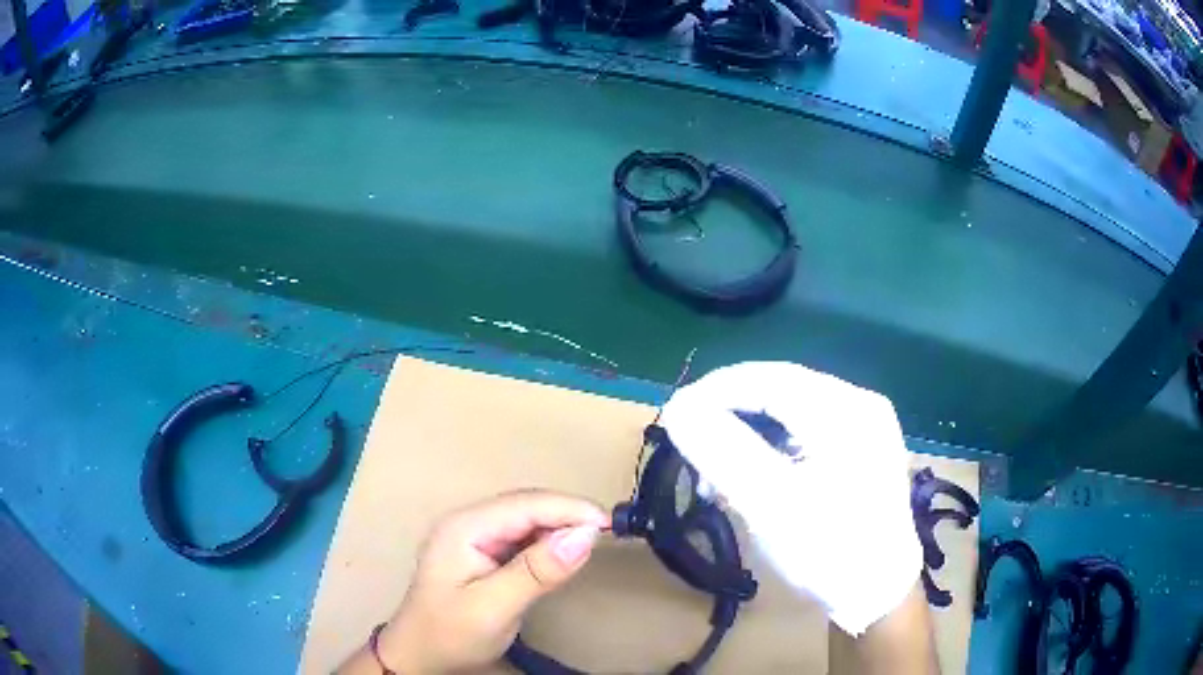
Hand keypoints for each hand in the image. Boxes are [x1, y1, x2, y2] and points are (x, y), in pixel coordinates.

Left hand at [374, 489, 609, 673]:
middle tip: (604, 535)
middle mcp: (468, 522)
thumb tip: (585, 536)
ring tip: (589, 543)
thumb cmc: (450, 634)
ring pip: (527, 519)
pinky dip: (547, 542)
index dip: (568, 509)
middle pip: (526, 506)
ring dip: (559, 527)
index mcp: (464, 527)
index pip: (524, 504)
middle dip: (566, 515)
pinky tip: (561, 555)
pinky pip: (522, 537)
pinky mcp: (482, 552)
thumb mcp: (494, 607)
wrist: (420, 657)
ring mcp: (473, 536)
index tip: (608, 524)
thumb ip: (537, 572)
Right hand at [658, 362, 921, 635]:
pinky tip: (752, 474)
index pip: (768, 378)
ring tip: (715, 469)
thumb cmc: (829, 552)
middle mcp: (859, 405)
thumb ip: (725, 452)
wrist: (877, 595)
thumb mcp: (772, 505)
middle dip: (729, 414)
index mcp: (847, 410)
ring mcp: (864, 427)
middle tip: (690, 446)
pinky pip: (804, 432)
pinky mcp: (860, 451)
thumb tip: (679, 407)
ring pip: (789, 411)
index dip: (714, 390)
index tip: (673, 416)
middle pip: (780, 391)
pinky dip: (770, 447)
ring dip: (746, 432)